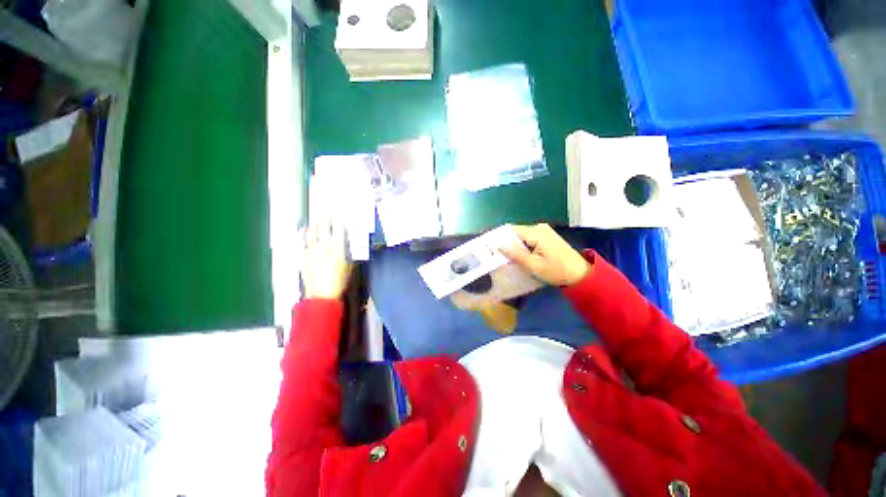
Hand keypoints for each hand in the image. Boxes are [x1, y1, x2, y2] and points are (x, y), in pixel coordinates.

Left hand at [301, 219, 352, 299]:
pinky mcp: (304, 258)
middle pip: (325, 230)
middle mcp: (324, 248)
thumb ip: (349, 255)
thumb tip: (348, 246)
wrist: (322, 295)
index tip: (341, 219)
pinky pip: (304, 242)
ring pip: (313, 234)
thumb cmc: (339, 283)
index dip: (340, 224)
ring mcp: (312, 252)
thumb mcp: (350, 268)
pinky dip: (305, 235)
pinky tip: (305, 231)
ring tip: (317, 221)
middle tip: (329, 216)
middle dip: (328, 221)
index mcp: (338, 250)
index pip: (339, 232)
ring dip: (315, 226)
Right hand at [500, 224, 591, 286]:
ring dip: (514, 246)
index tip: (490, 248)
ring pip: (521, 237)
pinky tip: (518, 256)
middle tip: (496, 256)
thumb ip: (516, 254)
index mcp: (536, 232)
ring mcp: (543, 231)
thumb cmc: (557, 271)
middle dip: (506, 243)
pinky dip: (522, 247)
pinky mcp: (545, 237)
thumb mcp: (534, 265)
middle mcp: (539, 227)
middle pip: (516, 233)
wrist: (581, 274)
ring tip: (505, 258)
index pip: (511, 230)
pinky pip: (528, 239)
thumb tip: (499, 245)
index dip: (500, 238)